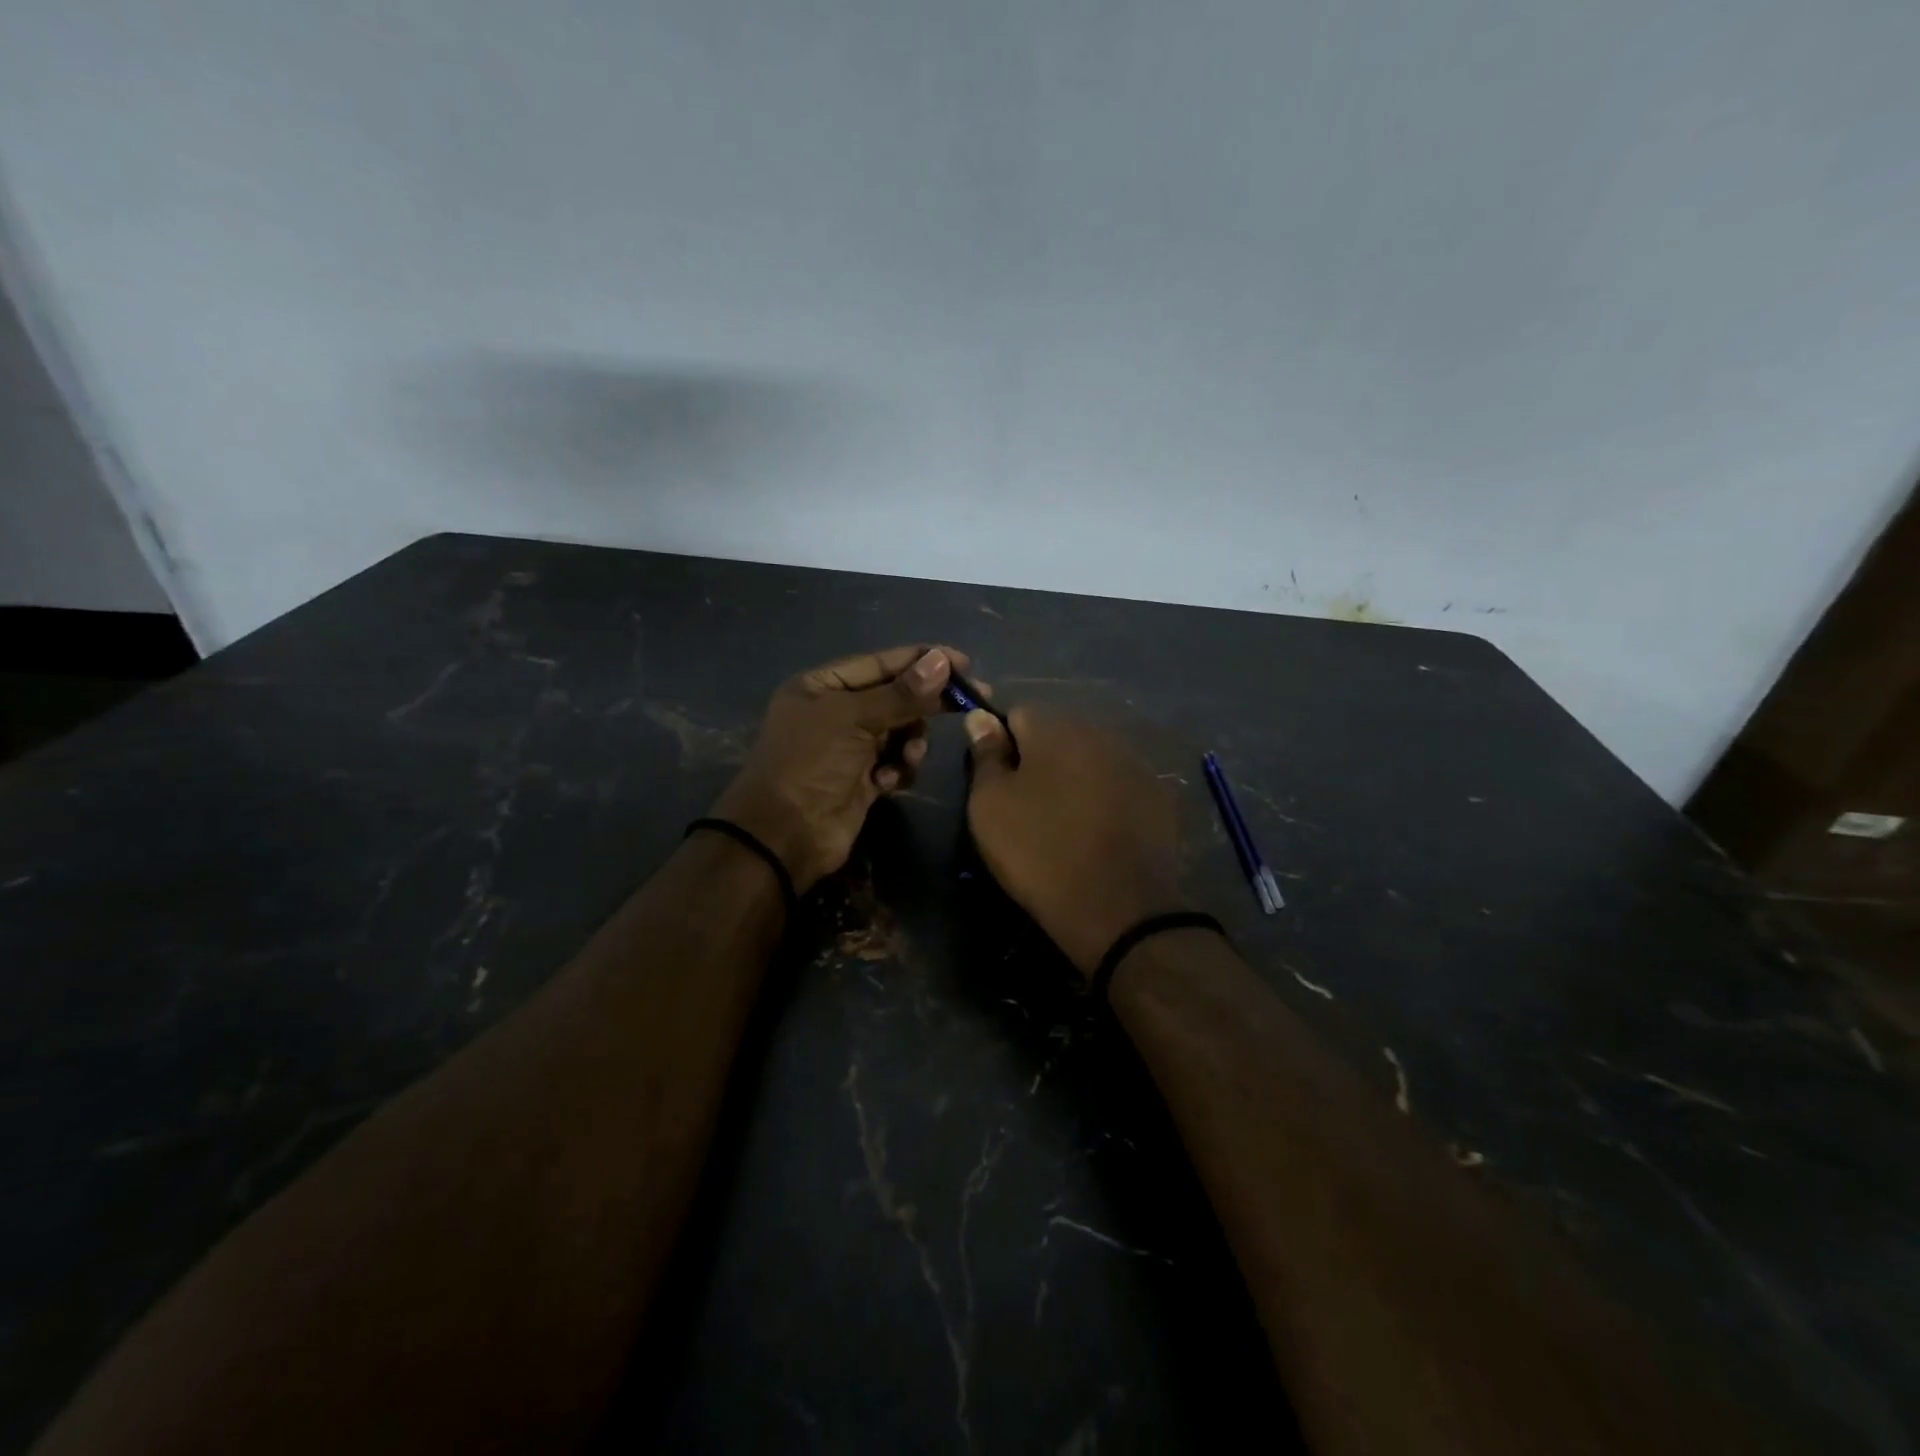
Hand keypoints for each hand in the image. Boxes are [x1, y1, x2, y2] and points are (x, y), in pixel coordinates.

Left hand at [713, 645, 963, 892]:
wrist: (785, 835)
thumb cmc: (811, 763)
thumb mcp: (853, 719)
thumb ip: (901, 693)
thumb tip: (942, 662)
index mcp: (822, 686)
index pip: (881, 663)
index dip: (922, 661)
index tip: (964, 663)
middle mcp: (836, 712)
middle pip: (896, 697)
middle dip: (926, 703)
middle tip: (969, 702)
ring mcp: (850, 747)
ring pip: (901, 731)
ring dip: (911, 741)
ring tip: (908, 756)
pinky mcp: (863, 779)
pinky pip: (896, 762)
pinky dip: (898, 769)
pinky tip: (887, 782)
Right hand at [964, 708, 1187, 979]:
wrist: (1117, 907)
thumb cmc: (1039, 851)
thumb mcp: (990, 805)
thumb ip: (985, 755)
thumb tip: (981, 716)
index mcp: (1056, 728)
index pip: (1017, 713)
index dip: (1001, 743)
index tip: (995, 779)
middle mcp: (1100, 733)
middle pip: (1058, 734)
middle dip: (1039, 759)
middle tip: (1026, 804)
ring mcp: (1135, 764)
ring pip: (1091, 760)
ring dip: (1074, 778)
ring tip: (1063, 822)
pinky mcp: (1160, 797)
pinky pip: (1119, 786)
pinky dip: (1105, 799)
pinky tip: (1098, 833)